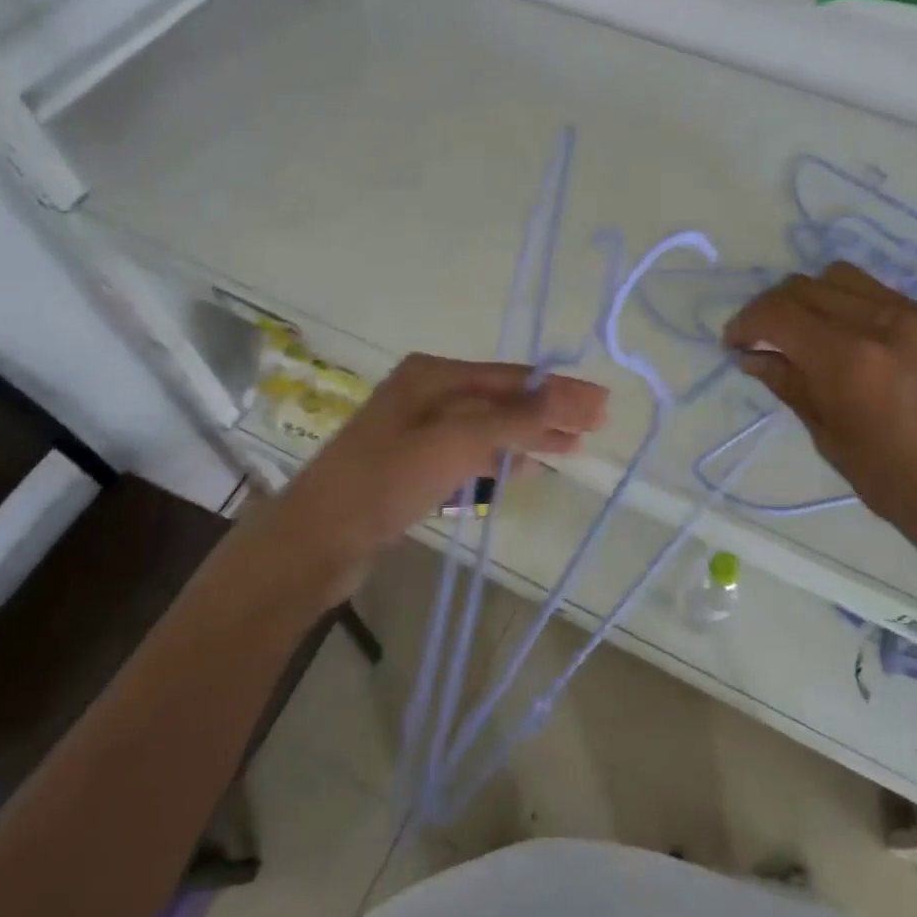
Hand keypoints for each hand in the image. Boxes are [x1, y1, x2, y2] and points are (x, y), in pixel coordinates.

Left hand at [270, 355, 608, 596]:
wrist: (315, 541)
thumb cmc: (387, 480)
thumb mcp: (456, 442)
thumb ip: (515, 419)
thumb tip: (572, 397)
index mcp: (432, 375)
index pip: (510, 377)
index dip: (558, 390)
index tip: (602, 403)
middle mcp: (426, 394)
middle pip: (501, 400)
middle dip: (547, 412)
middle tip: (596, 427)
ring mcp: (417, 432)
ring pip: (487, 428)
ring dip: (528, 436)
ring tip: (571, 448)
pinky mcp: (413, 467)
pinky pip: (469, 455)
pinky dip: (498, 459)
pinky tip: (524, 468)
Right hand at [724, 262, 916, 590]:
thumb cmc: (900, 488)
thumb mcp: (830, 440)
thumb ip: (789, 385)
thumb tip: (752, 356)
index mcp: (850, 361)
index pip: (778, 312)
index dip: (746, 322)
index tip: (735, 343)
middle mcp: (886, 324)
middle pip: (808, 285)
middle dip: (775, 307)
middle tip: (768, 339)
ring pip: (849, 280)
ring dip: (816, 300)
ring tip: (816, 335)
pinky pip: (893, 300)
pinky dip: (863, 313)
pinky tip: (870, 350)